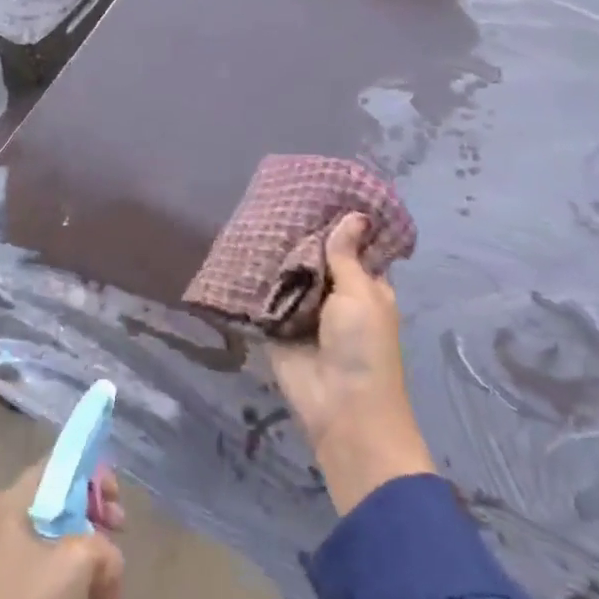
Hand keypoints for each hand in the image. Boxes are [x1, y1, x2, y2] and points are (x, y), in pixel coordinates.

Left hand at [0, 459, 127, 598]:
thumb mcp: (79, 562)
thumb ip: (103, 547)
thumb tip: (104, 561)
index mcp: (13, 503)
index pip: (57, 466)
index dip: (92, 475)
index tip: (115, 502)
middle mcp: (3, 526)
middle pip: (62, 510)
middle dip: (98, 530)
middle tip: (119, 544)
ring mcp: (1, 565)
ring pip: (60, 554)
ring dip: (93, 578)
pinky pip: (49, 586)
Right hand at [271, 213, 434, 514]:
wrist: (340, 408)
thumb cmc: (363, 347)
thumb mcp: (362, 295)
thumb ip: (347, 256)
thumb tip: (355, 215)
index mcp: (364, 285)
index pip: (351, 246)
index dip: (338, 222)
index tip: (318, 189)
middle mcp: (333, 295)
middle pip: (314, 257)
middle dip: (297, 234)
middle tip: (274, 196)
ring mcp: (302, 311)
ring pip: (286, 275)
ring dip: (273, 254)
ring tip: (251, 213)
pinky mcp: (275, 327)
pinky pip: (262, 298)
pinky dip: (252, 280)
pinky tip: (234, 250)